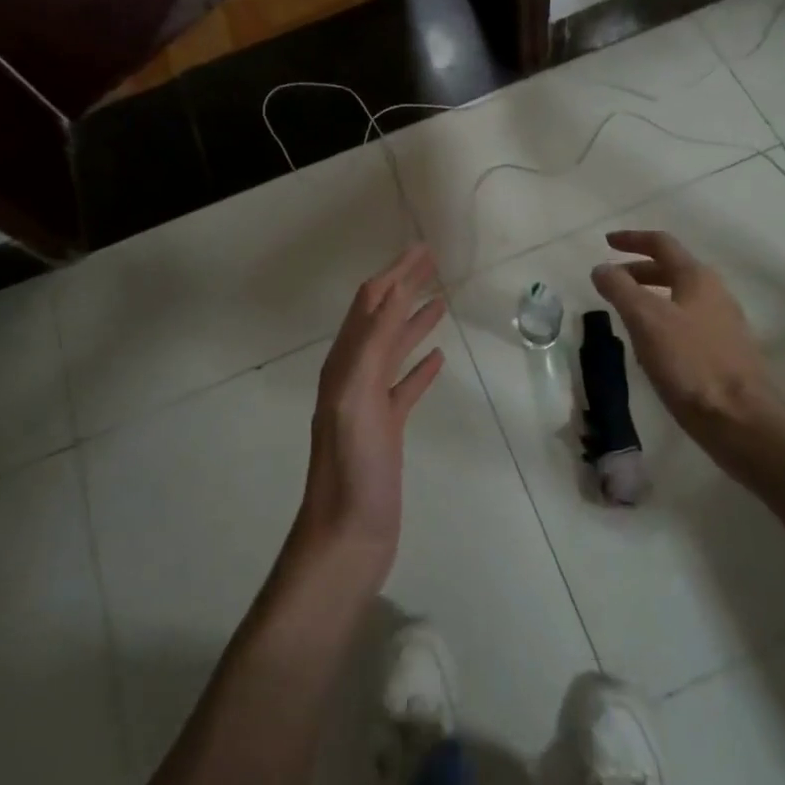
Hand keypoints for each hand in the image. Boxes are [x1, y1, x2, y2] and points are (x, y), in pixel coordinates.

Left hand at [296, 245, 446, 580]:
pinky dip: (420, 366)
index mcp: (344, 364)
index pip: (371, 303)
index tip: (422, 248)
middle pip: (382, 318)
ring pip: (394, 349)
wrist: (348, 536)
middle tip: (433, 262)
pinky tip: (438, 359)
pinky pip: (405, 385)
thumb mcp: (357, 399)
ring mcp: (370, 403)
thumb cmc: (353, 468)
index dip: (394, 273)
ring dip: (414, 320)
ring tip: (439, 300)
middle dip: (404, 286)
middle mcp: (353, 375)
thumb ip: (371, 347)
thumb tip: (391, 292)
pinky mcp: (386, 428)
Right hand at [590, 231, 784, 453]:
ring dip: (651, 294)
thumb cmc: (690, 363)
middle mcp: (715, 293)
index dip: (632, 239)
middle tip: (611, 280)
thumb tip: (601, 268)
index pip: (662, 244)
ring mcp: (724, 323)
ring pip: (680, 296)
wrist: (739, 420)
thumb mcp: (646, 321)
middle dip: (639, 270)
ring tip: (626, 311)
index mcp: (697, 278)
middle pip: (672, 268)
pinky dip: (664, 318)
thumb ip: (620, 289)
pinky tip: (652, 342)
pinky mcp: (725, 351)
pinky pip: (688, 321)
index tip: (606, 243)